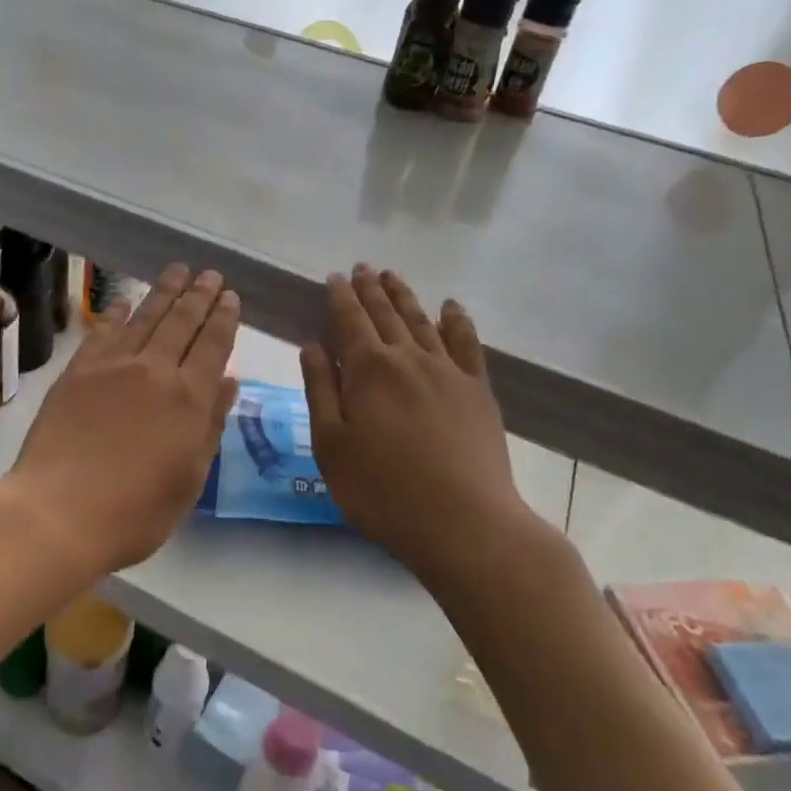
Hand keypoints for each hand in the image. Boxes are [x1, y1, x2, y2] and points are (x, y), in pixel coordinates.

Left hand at [3, 265, 239, 575]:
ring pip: (145, 318)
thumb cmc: (135, 511)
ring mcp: (112, 367)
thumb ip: (211, 425)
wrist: (58, 512)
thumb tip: (228, 381)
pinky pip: (102, 332)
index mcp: (189, 399)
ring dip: (164, 292)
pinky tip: (124, 300)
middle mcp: (154, 371)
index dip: (224, 318)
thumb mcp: (189, 479)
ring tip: (179, 270)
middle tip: (211, 274)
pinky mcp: (77, 372)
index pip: (213, 345)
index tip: (231, 296)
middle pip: (182, 322)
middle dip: (199, 295)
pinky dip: (116, 312)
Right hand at [301, 265, 535, 578]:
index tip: (335, 277)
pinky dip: (457, 321)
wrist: (463, 522)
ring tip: (392, 276)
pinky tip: (451, 307)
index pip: (350, 320)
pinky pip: (466, 343)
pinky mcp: (477, 390)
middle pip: (386, 314)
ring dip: (405, 296)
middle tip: (362, 268)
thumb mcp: (331, 446)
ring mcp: (448, 371)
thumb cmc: (382, 491)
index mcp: (368, 370)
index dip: (341, 297)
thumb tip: (313, 346)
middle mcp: (408, 358)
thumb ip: (320, 390)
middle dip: (370, 289)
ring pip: (422, 321)